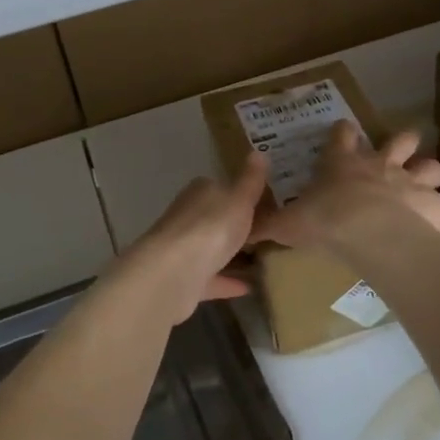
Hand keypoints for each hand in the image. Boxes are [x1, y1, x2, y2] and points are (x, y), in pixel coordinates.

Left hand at [115, 154, 268, 324]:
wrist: (174, 272)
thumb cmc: (212, 227)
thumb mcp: (239, 199)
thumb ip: (250, 180)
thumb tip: (258, 151)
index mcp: (200, 192)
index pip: (220, 187)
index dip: (239, 193)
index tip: (262, 203)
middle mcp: (187, 216)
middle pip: (213, 218)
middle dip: (233, 224)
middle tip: (266, 231)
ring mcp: (183, 248)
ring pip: (210, 248)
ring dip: (230, 254)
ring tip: (261, 260)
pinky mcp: (183, 278)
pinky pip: (211, 277)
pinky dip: (227, 281)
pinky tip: (249, 287)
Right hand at [257, 124, 439, 251]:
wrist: (368, 231)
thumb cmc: (325, 220)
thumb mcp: (288, 223)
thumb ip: (268, 225)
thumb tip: (241, 232)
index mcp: (344, 163)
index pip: (342, 136)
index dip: (343, 132)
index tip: (344, 129)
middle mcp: (381, 165)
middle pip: (400, 141)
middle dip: (402, 142)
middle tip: (401, 149)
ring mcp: (412, 182)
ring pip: (431, 166)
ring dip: (431, 173)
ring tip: (430, 183)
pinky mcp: (436, 205)